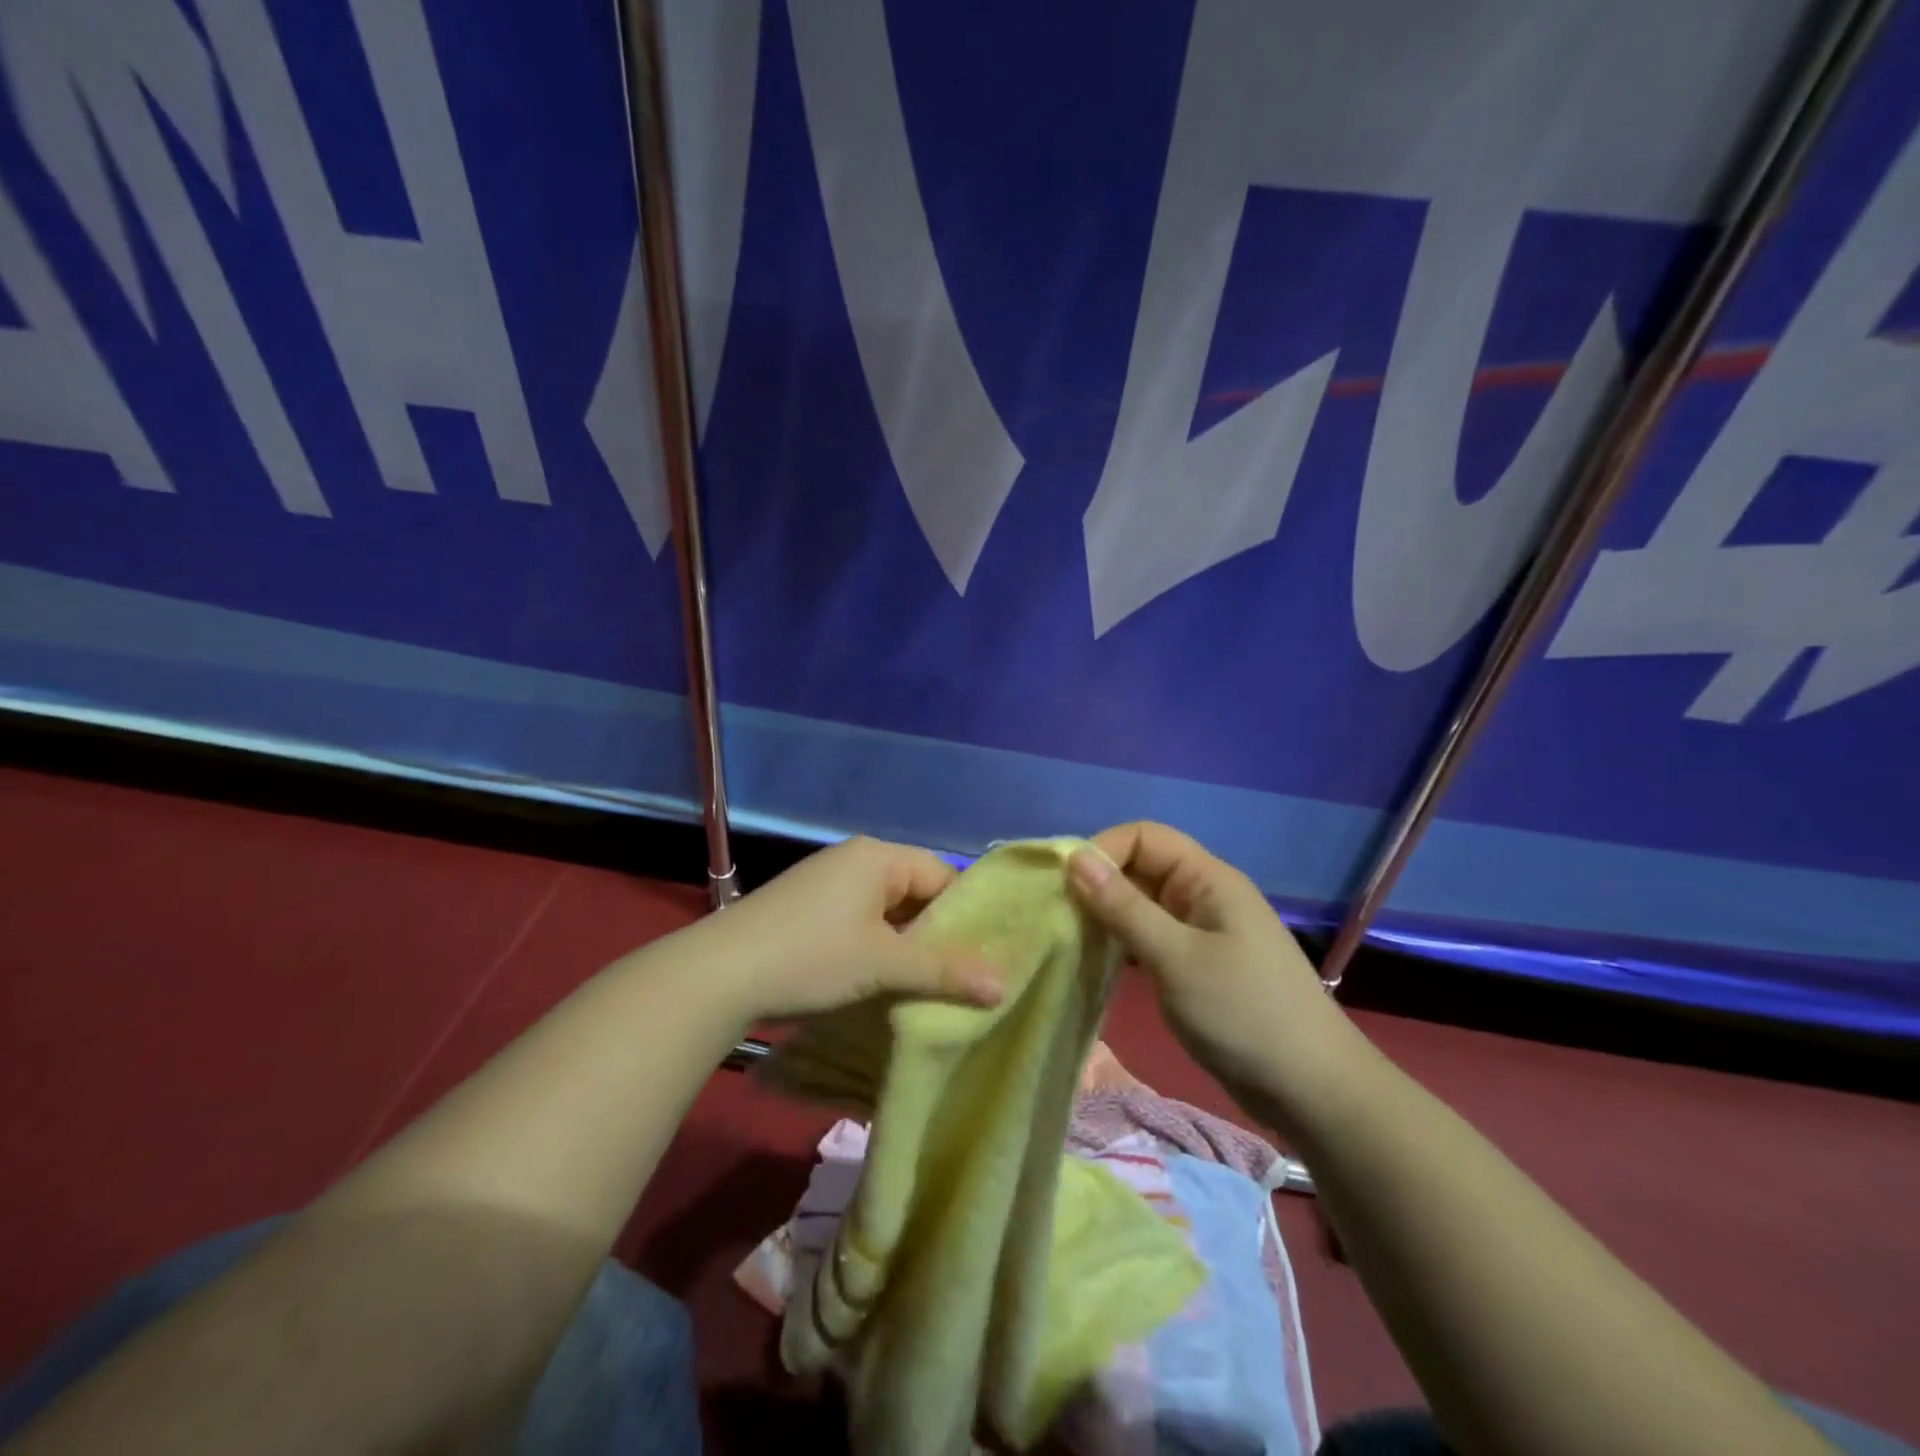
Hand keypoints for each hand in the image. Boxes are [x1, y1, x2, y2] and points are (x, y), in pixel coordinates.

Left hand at [700, 836, 1003, 1022]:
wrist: (718, 975)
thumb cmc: (812, 957)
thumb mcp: (884, 965)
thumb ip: (944, 972)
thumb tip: (1003, 986)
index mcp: (878, 856)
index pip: (942, 875)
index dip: (965, 915)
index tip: (983, 956)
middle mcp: (854, 859)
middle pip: (914, 891)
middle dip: (935, 933)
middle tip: (959, 976)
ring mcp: (826, 882)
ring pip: (886, 911)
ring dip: (904, 944)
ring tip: (924, 984)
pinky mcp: (806, 908)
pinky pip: (859, 921)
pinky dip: (875, 946)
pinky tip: (879, 979)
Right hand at [1067, 823, 1346, 1109]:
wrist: (1312, 1090)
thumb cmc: (1243, 1014)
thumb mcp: (1175, 958)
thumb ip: (1123, 907)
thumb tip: (1075, 859)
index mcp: (1207, 879)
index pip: (1143, 837)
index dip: (1102, 850)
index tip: (1065, 887)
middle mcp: (1203, 895)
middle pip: (1141, 867)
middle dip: (1099, 884)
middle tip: (1058, 917)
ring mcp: (1201, 931)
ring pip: (1142, 905)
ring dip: (1107, 916)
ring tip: (1069, 940)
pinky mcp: (1197, 964)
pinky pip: (1150, 937)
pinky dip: (1122, 943)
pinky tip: (1097, 963)